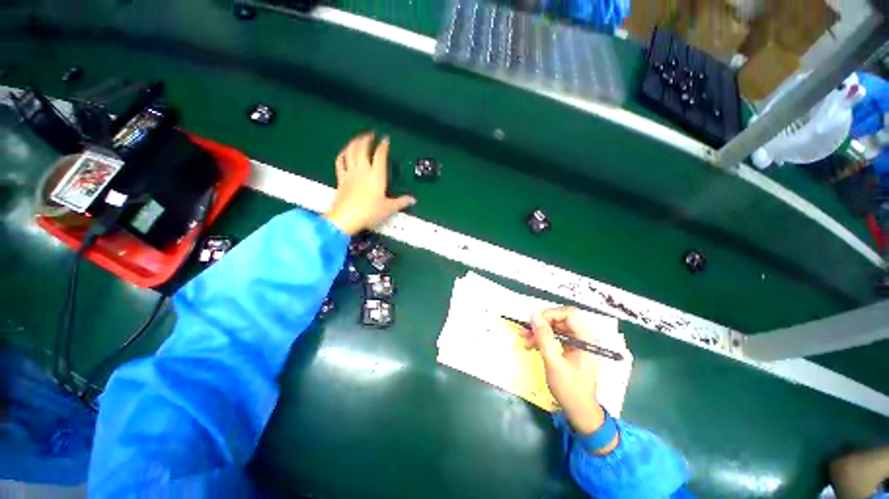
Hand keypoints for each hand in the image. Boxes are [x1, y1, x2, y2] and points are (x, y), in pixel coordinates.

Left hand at [324, 133, 415, 234]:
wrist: (346, 218)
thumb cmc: (369, 212)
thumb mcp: (388, 208)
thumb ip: (401, 202)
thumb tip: (413, 200)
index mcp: (376, 176)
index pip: (380, 155)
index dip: (383, 146)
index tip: (385, 139)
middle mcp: (363, 170)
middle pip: (362, 148)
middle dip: (366, 139)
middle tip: (371, 134)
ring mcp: (350, 173)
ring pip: (350, 152)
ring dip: (354, 142)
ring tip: (358, 138)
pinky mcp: (340, 178)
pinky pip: (340, 162)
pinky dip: (342, 155)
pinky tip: (344, 152)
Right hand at [522, 307, 610, 439]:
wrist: (579, 412)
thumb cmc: (570, 389)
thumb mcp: (554, 363)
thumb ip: (544, 338)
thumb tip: (534, 316)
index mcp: (586, 339)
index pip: (570, 314)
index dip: (551, 314)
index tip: (535, 323)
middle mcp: (583, 338)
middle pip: (561, 319)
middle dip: (542, 323)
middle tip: (527, 330)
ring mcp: (577, 344)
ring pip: (556, 327)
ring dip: (540, 331)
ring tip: (525, 339)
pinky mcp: (570, 350)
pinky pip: (555, 337)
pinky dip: (543, 339)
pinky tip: (531, 345)